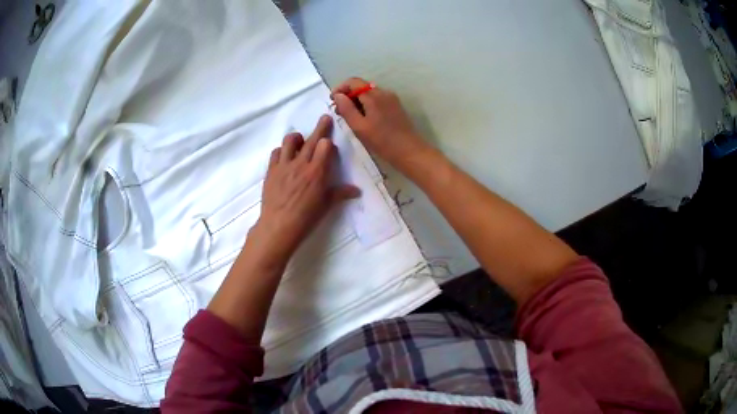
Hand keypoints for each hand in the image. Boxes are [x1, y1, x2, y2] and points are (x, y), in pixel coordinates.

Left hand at [252, 115, 359, 267]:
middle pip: (311, 139)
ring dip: (297, 137)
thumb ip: (340, 193)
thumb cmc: (306, 218)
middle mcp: (301, 163)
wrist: (279, 226)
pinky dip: (281, 151)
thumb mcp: (326, 205)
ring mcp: (284, 165)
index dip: (328, 143)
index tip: (329, 145)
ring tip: (300, 140)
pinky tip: (284, 156)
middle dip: (321, 126)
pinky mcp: (271, 170)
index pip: (325, 145)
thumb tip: (357, 191)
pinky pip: (276, 153)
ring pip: (290, 140)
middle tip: (325, 118)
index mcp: (317, 171)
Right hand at [332, 77, 428, 165]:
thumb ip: (346, 109)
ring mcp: (391, 99)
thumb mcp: (359, 127)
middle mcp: (383, 92)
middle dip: (348, 95)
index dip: (340, 88)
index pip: (353, 82)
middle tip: (339, 112)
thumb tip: (338, 95)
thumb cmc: (382, 141)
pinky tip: (364, 118)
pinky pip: (377, 99)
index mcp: (373, 95)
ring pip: (369, 93)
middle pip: (361, 86)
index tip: (332, 101)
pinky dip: (367, 104)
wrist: (410, 151)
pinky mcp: (395, 106)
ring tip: (350, 117)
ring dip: (357, 101)